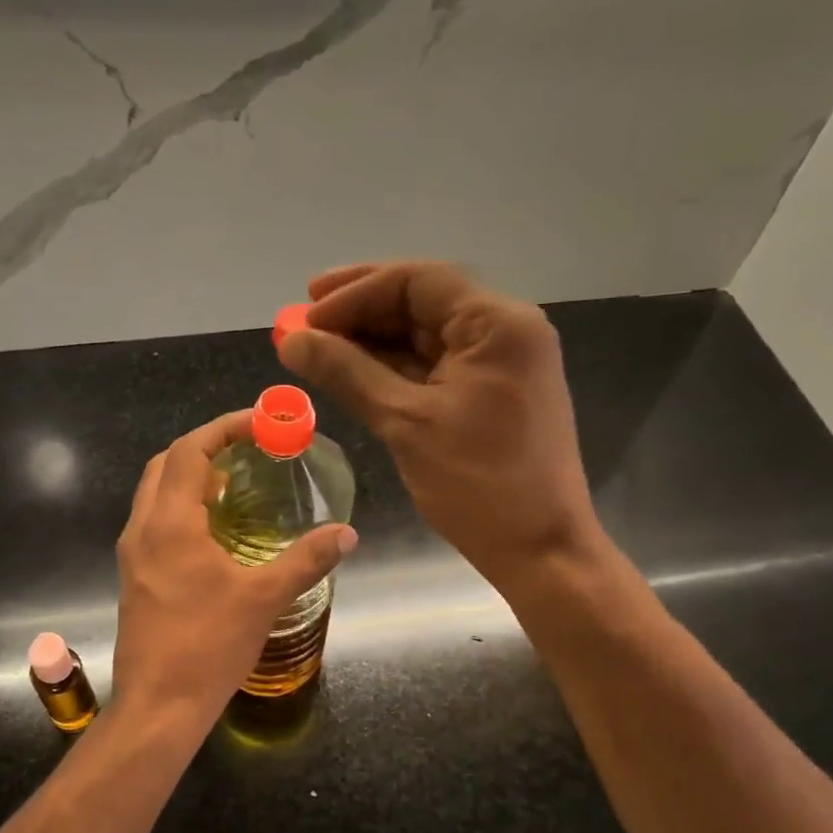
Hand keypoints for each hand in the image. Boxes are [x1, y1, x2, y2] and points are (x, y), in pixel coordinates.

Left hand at [112, 410, 356, 730]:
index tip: (261, 423)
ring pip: (157, 493)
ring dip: (193, 477)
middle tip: (251, 450)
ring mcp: (133, 554)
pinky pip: (157, 521)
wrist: (158, 706)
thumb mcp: (264, 598)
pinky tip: (218, 530)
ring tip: (240, 484)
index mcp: (169, 523)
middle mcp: (143, 528)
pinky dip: (185, 507)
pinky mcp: (136, 576)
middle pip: (166, 464)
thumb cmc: (208, 646)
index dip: (224, 428)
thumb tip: (347, 533)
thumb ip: (306, 559)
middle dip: (207, 447)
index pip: (189, 450)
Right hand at [277, 262, 599, 587]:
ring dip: (373, 341)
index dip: (355, 293)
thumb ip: (347, 373)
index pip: (417, 282)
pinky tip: (353, 373)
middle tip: (302, 322)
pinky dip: (395, 369)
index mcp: (497, 324)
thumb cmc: (479, 485)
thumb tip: (292, 339)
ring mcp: (502, 364)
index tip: (304, 313)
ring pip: (427, 336)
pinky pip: (438, 368)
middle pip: (423, 302)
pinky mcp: (494, 395)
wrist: (541, 550)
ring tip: (317, 348)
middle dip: (360, 311)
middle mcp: (506, 331)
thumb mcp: (406, 424)